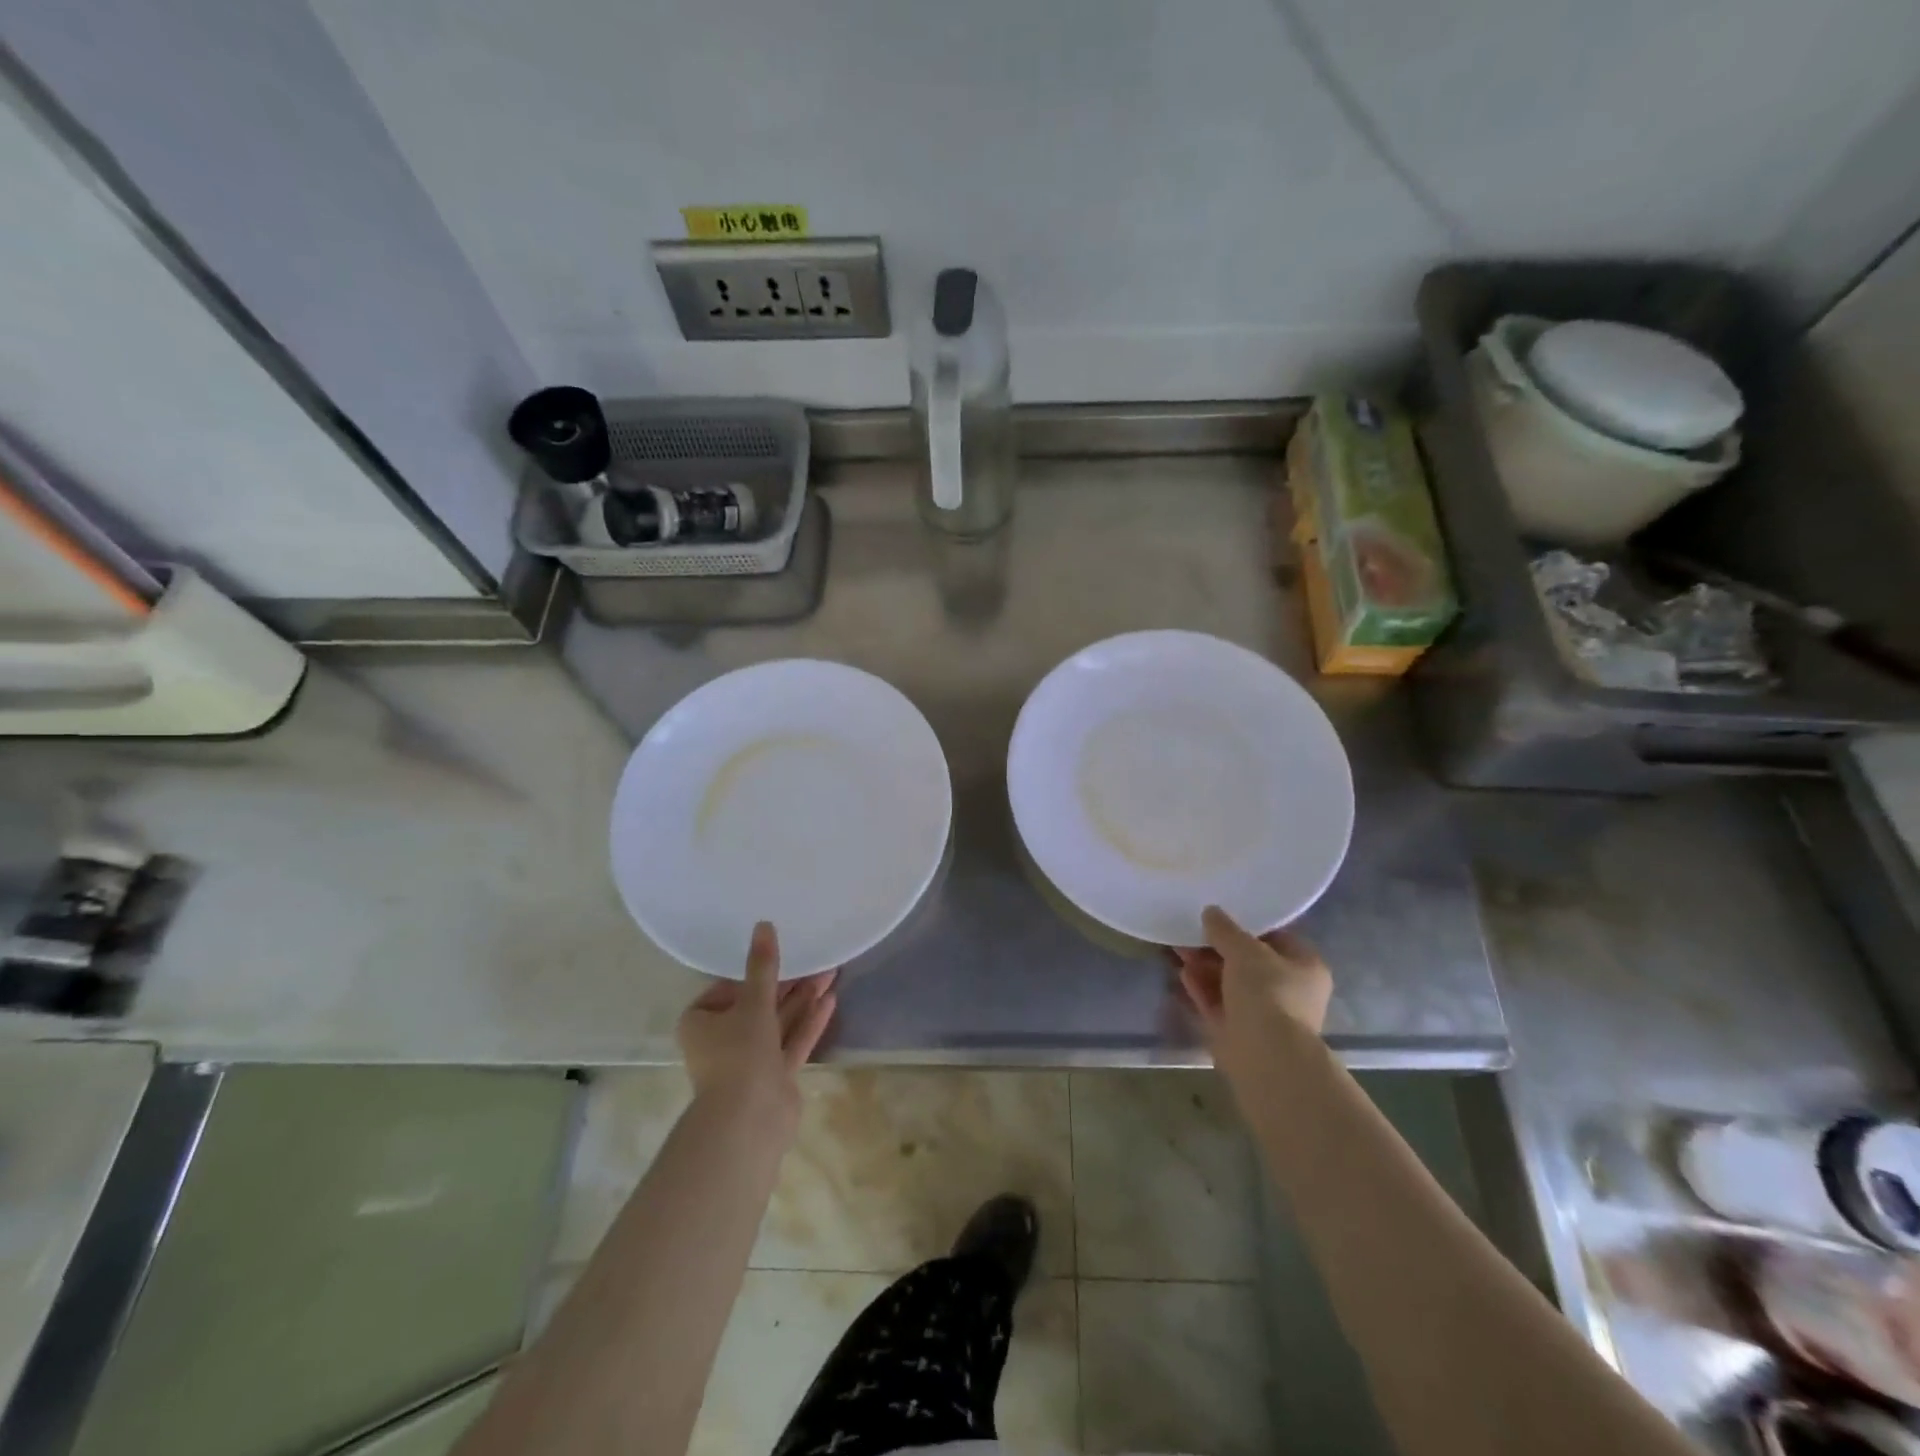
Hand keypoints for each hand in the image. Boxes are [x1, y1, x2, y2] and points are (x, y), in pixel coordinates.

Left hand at [677, 922, 837, 1122]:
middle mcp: (722, 1040)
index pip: (728, 988)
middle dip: (788, 983)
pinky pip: (792, 1042)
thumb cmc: (739, 1054)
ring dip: (803, 999)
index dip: (756, 971)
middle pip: (758, 1004)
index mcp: (701, 1022)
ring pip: (779, 1022)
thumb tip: (763, 925)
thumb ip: (762, 966)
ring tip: (831, 972)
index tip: (783, 954)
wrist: (748, 1121)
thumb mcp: (752, 1003)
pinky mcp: (773, 1077)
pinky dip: (809, 1022)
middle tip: (817, 959)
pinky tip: (831, 1000)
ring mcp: (749, 1061)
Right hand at [1172, 905, 1331, 1084]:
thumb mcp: (1245, 949)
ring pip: (1230, 983)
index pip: (1276, 937)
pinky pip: (1218, 1004)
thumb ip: (1225, 929)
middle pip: (1248, 962)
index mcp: (1305, 966)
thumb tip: (1211, 912)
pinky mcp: (1240, 1033)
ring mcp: (1264, 1015)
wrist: (1265, 1055)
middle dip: (1217, 947)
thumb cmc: (1268, 992)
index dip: (1247, 925)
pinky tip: (1182, 974)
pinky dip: (1202, 989)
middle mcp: (1289, 991)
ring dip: (1205, 966)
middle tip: (1190, 932)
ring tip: (1178, 949)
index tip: (1220, 915)